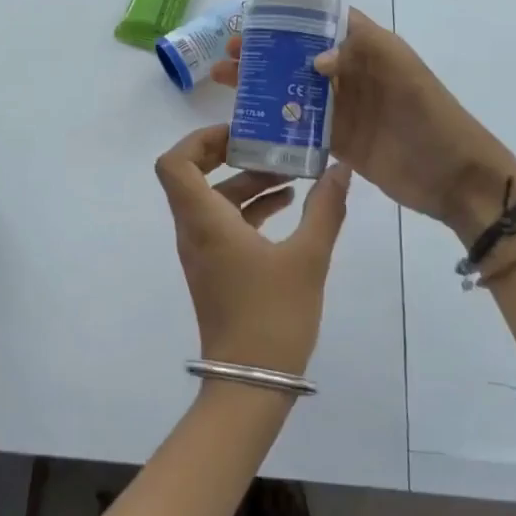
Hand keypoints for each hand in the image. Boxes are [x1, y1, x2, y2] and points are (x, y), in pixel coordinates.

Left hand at [154, 124, 352, 376]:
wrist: (251, 383)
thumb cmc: (273, 316)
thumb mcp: (308, 258)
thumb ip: (325, 209)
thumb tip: (341, 169)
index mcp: (204, 221)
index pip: (174, 163)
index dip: (200, 140)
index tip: (240, 133)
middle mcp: (193, 231)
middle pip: (194, 176)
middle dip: (231, 155)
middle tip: (269, 143)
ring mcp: (202, 252)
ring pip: (214, 201)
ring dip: (247, 182)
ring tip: (292, 173)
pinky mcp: (216, 269)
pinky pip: (225, 224)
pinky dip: (250, 208)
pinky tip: (289, 206)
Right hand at [211, 10, 515, 240]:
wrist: (455, 177)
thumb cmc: (431, 118)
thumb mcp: (403, 73)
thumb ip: (361, 54)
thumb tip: (313, 59)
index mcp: (369, 48)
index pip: (325, 21)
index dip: (290, 17)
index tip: (252, 18)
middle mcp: (352, 73)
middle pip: (300, 55)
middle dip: (265, 50)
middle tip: (229, 53)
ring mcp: (343, 108)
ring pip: (294, 89)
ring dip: (261, 82)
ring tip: (224, 79)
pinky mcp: (338, 140)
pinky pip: (300, 124)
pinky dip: (275, 119)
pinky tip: (245, 117)